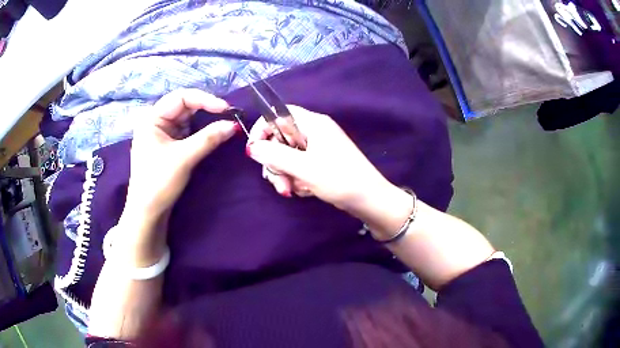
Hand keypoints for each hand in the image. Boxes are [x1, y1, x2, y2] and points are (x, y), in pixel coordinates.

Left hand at [125, 89, 238, 220]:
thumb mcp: (184, 158)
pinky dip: (200, 131)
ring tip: (223, 121)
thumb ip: (209, 138)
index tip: (226, 109)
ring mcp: (162, 133)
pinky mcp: (168, 144)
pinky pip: (187, 131)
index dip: (205, 99)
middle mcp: (156, 121)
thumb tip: (234, 125)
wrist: (148, 212)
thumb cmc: (159, 182)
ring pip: (187, 118)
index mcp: (152, 118)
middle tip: (228, 114)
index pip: (181, 97)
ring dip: (205, 119)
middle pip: (184, 105)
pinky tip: (212, 132)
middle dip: (206, 108)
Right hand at [246, 105, 392, 212]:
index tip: (254, 151)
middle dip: (275, 162)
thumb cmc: (339, 180)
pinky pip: (298, 165)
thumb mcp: (304, 167)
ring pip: (287, 155)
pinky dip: (296, 178)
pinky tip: (303, 191)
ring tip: (291, 191)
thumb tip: (252, 147)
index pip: (278, 113)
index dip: (262, 128)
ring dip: (284, 174)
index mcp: (313, 123)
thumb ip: (275, 155)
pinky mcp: (321, 162)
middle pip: (280, 138)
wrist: (369, 200)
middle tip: (280, 184)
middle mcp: (314, 131)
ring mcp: (318, 148)